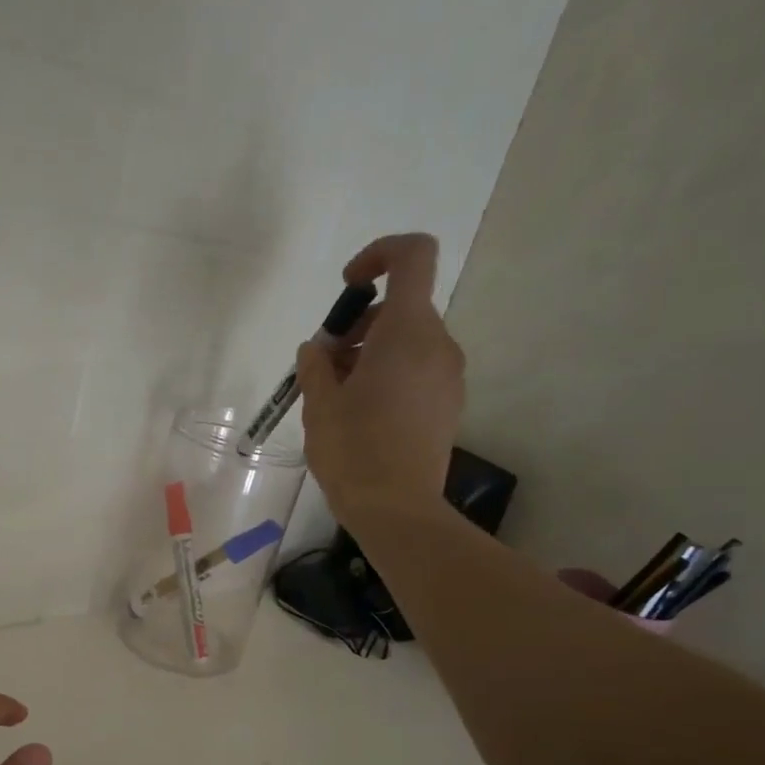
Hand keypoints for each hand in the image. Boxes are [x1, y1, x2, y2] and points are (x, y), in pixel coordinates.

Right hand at [295, 233, 464, 532]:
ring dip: (372, 354)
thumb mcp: (320, 404)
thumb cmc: (353, 450)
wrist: (397, 509)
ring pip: (408, 342)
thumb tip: (318, 349)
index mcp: (408, 332)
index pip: (412, 256)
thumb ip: (316, 365)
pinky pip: (418, 371)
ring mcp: (448, 376)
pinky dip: (389, 376)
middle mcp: (438, 344)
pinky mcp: (448, 405)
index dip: (378, 255)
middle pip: (402, 307)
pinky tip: (362, 416)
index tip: (347, 288)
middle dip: (360, 327)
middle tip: (325, 367)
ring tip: (338, 397)